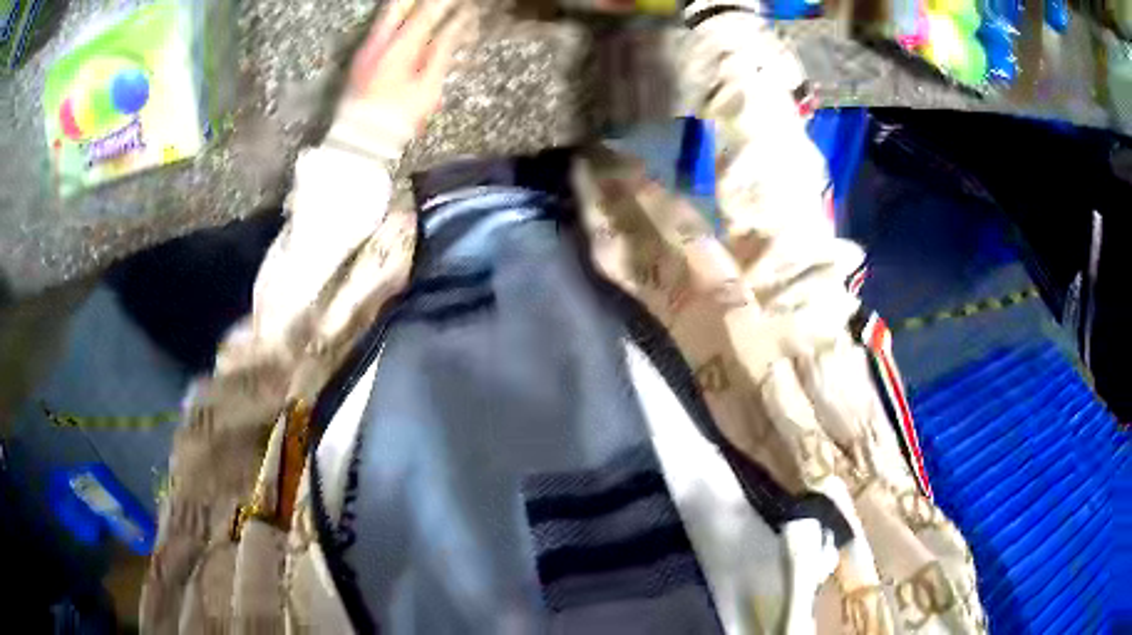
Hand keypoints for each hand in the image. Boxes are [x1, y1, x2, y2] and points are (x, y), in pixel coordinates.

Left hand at [328, 0, 474, 161]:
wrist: (359, 140)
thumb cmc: (398, 118)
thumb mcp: (428, 87)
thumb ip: (441, 52)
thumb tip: (454, 27)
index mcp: (399, 48)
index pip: (426, 12)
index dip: (444, 4)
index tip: (458, 3)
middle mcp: (378, 43)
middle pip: (397, 6)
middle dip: (414, 3)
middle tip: (436, 6)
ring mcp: (365, 50)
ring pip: (386, 17)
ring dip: (406, 12)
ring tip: (424, 15)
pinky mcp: (359, 60)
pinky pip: (380, 32)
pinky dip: (396, 26)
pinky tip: (408, 35)